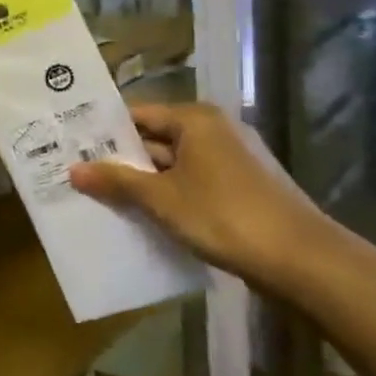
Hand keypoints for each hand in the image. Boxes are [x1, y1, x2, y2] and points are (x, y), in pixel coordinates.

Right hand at [69, 102, 337, 294]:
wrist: (303, 261)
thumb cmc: (224, 216)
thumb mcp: (161, 199)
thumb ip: (117, 181)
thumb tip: (73, 170)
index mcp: (195, 120)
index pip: (137, 115)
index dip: (104, 131)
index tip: (71, 146)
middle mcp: (215, 130)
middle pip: (155, 139)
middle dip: (121, 160)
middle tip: (78, 174)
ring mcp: (232, 160)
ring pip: (174, 165)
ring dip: (143, 182)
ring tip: (102, 198)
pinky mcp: (242, 188)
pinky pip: (193, 183)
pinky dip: (169, 196)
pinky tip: (144, 216)